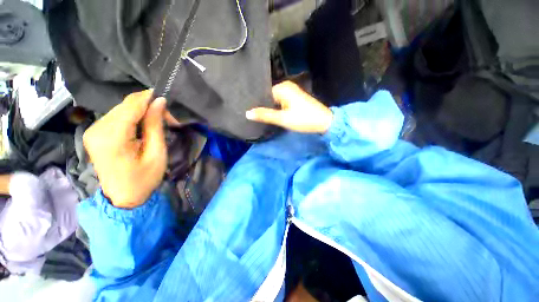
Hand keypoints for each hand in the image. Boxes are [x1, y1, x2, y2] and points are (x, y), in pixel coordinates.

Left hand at [83, 90, 166, 208]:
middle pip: (126, 105)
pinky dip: (133, 118)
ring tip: (158, 124)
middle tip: (168, 119)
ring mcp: (93, 130)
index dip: (150, 99)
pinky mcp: (95, 132)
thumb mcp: (156, 153)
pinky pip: (117, 116)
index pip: (131, 105)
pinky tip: (144, 127)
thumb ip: (155, 126)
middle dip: (149, 107)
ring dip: (142, 112)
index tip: (168, 104)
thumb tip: (160, 102)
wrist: (122, 197)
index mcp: (111, 137)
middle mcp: (97, 129)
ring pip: (122, 109)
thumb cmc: (144, 179)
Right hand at [246, 81, 332, 133]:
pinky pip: (280, 102)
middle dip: (263, 106)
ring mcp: (291, 92)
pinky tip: (273, 115)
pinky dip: (276, 108)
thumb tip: (247, 113)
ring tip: (262, 116)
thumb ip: (265, 115)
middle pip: (269, 97)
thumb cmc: (303, 119)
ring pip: (274, 100)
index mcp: (282, 87)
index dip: (258, 104)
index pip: (263, 94)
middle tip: (255, 117)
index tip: (251, 113)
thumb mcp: (282, 118)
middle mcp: (286, 86)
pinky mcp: (294, 98)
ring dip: (270, 108)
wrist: (324, 122)